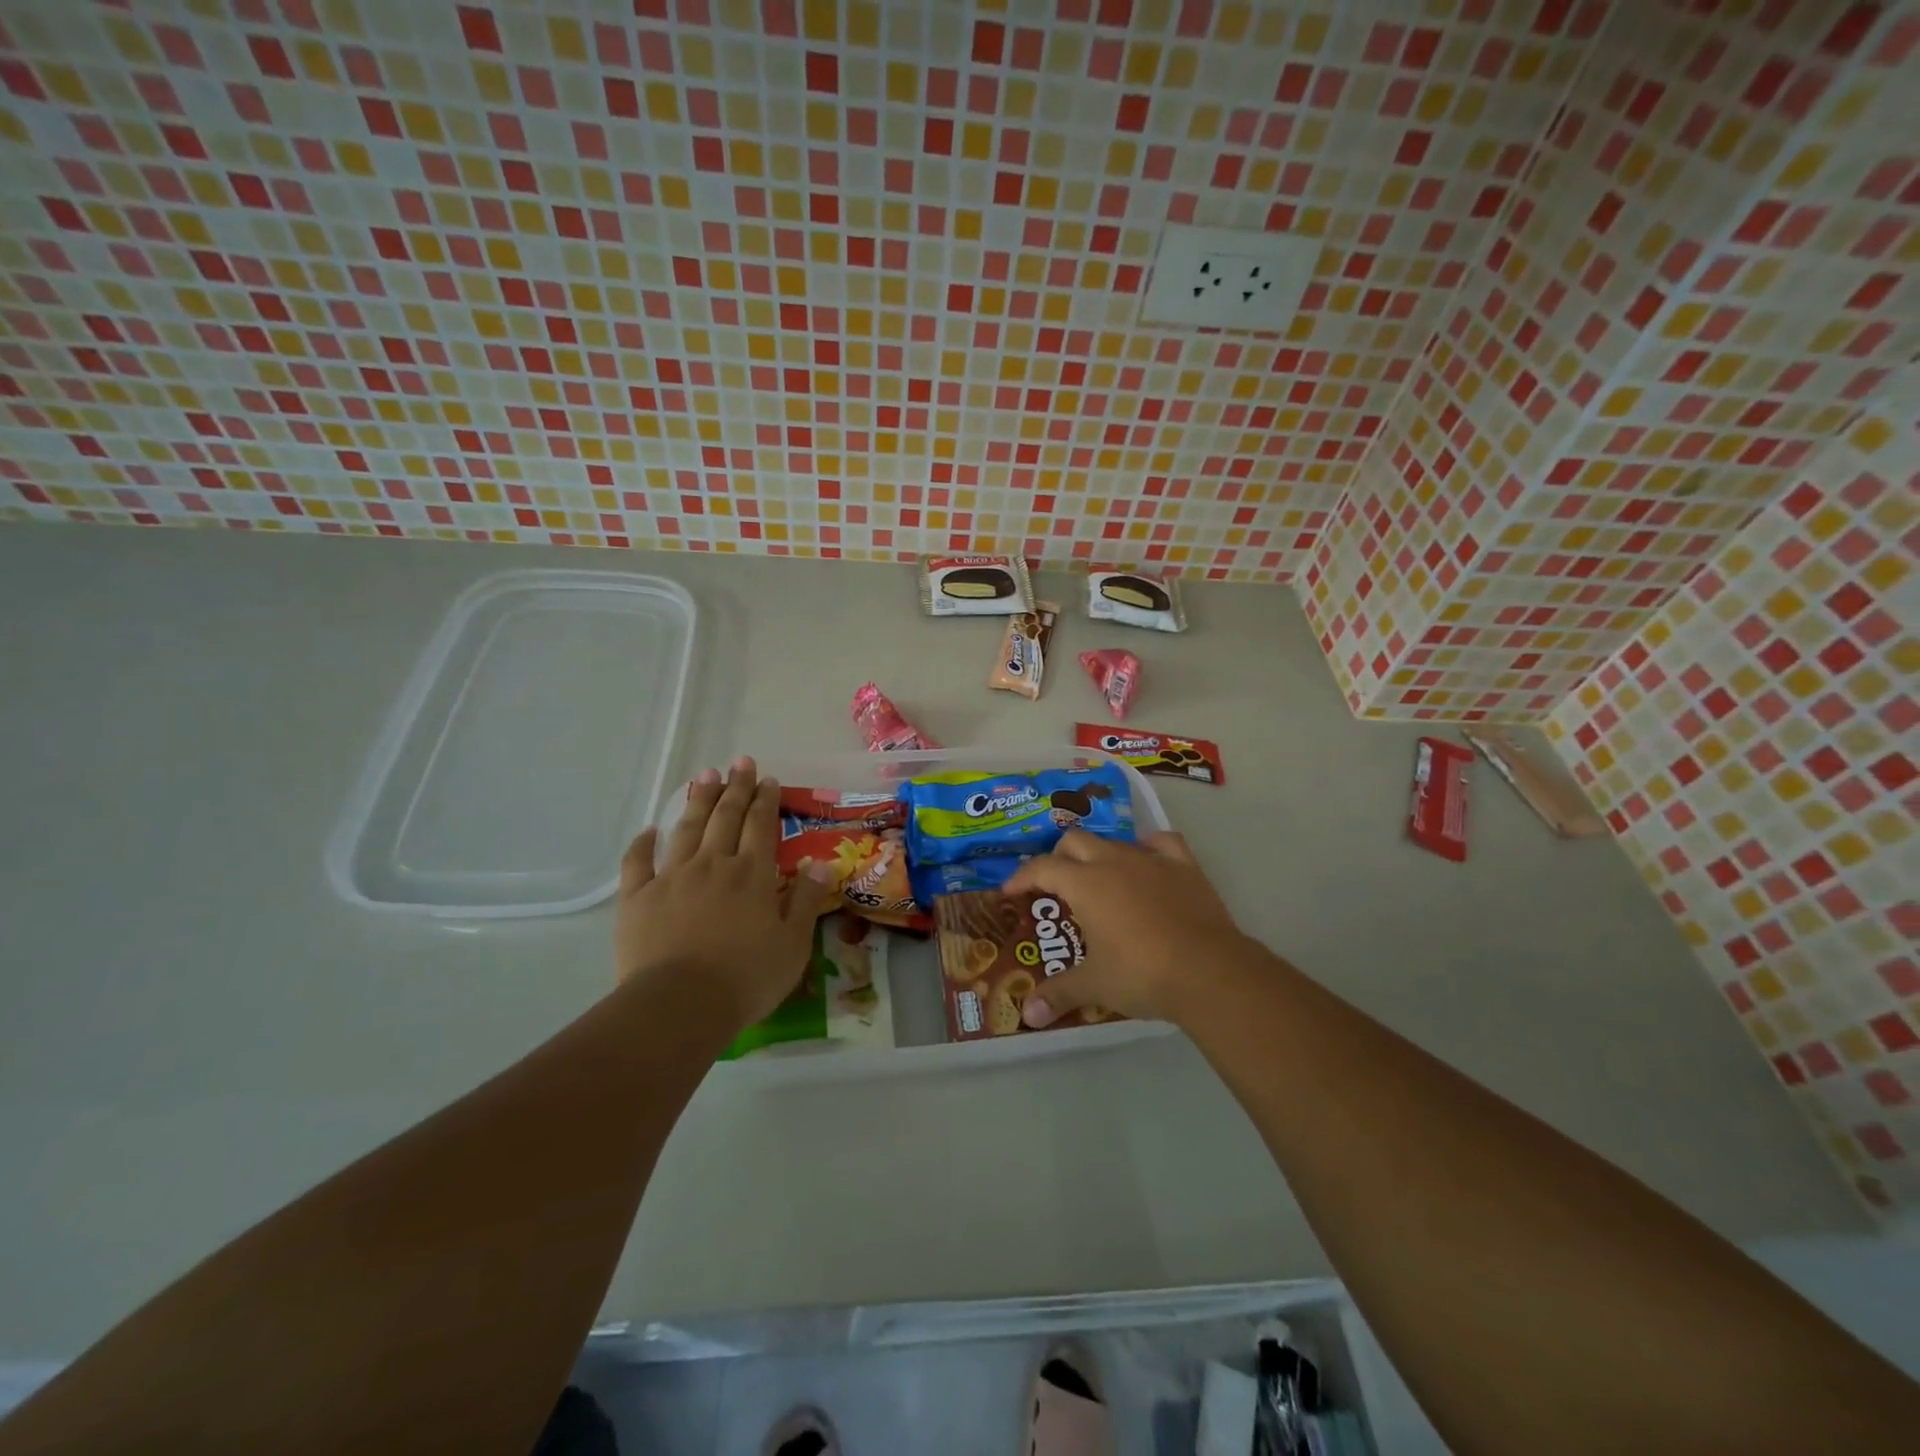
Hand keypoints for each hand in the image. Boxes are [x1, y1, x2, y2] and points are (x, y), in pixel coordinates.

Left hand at [614, 757, 836, 1030]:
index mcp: (752, 874)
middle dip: (736, 788)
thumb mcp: (793, 943)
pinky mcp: (638, 897)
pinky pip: (638, 861)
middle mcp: (714, 864)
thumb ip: (806, 900)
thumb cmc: (746, 977)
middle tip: (740, 762)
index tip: (768, 778)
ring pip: (688, 828)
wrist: (680, 1004)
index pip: (761, 825)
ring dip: (698, 800)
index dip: (766, 800)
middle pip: (726, 817)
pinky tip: (649, 830)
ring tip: (705, 775)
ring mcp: (673, 877)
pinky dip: (644, 843)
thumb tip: (821, 864)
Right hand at [1004, 830, 1252, 1028]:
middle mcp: (1114, 861)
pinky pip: (1162, 843)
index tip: (1011, 892)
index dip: (1022, 877)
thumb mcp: (1095, 985)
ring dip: (1099, 855)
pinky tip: (1146, 861)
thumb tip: (1027, 1017)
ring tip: (1098, 881)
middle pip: (1075, 841)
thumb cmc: (1141, 974)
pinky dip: (1149, 847)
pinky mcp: (1185, 867)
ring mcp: (1151, 860)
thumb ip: (1058, 994)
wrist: (1209, 972)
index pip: (1043, 868)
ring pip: (1115, 841)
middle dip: (1058, 857)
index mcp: (1085, 883)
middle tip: (1054, 885)